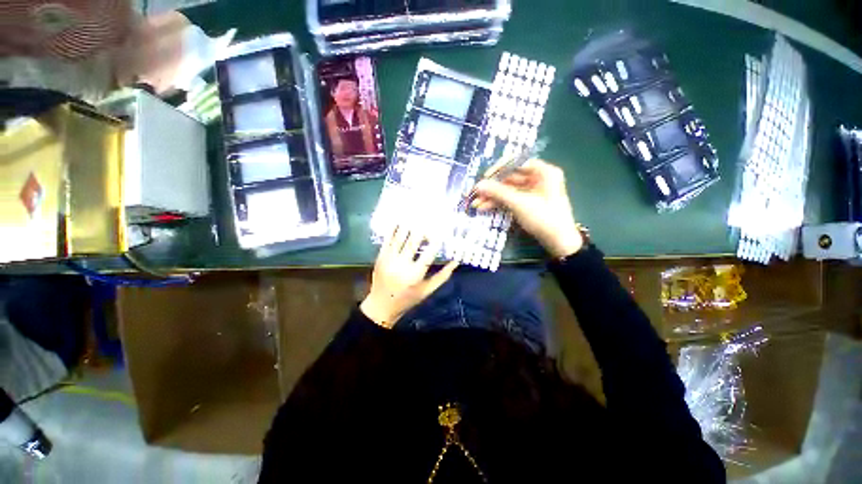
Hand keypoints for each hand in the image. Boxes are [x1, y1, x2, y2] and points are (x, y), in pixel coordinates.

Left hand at [360, 226, 458, 327]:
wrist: (381, 306)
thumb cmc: (408, 299)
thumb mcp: (427, 290)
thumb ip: (443, 276)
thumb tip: (456, 261)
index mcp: (415, 275)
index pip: (428, 255)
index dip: (436, 242)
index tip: (443, 231)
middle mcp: (401, 265)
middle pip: (413, 242)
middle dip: (422, 229)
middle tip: (430, 218)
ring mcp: (388, 259)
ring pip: (399, 237)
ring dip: (408, 224)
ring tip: (416, 213)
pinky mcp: (380, 257)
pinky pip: (387, 239)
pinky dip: (394, 228)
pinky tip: (400, 219)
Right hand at [473, 159, 583, 257]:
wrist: (559, 242)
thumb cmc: (544, 218)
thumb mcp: (520, 203)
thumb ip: (498, 192)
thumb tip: (478, 185)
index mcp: (543, 172)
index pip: (517, 163)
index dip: (499, 169)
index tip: (484, 178)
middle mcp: (538, 178)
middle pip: (510, 178)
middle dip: (492, 187)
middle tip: (476, 193)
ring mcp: (532, 192)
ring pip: (508, 190)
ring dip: (492, 197)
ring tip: (476, 204)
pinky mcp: (528, 203)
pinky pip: (510, 199)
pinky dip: (498, 203)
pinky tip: (484, 207)